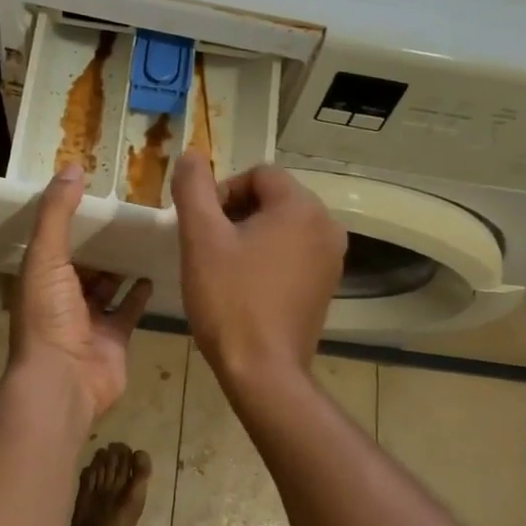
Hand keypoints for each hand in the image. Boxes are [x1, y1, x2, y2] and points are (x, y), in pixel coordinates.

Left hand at [12, 165, 152, 417]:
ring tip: (144, 234)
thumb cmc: (50, 317)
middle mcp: (62, 298)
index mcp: (40, 278)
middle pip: (83, 263)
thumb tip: (71, 168)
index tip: (94, 191)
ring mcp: (89, 321)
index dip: (70, 218)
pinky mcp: (114, 338)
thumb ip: (57, 213)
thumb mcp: (47, 257)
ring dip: (121, 265)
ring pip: (107, 285)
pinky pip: (128, 309)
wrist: (64, 382)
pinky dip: (139, 292)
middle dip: (101, 241)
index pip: (54, 241)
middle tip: (128, 210)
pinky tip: (153, 270)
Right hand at [170, 151, 345, 385]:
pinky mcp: (327, 285)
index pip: (258, 175)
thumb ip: (194, 188)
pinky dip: (269, 258)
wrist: (263, 371)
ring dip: (251, 236)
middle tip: (209, 247)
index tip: (203, 226)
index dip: (223, 193)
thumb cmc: (229, 299)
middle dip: (237, 214)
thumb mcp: (201, 237)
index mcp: (302, 207)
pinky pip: (294, 253)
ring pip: (283, 226)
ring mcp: (332, 258)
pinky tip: (246, 286)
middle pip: (273, 198)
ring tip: (224, 267)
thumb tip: (192, 154)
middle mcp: (327, 225)